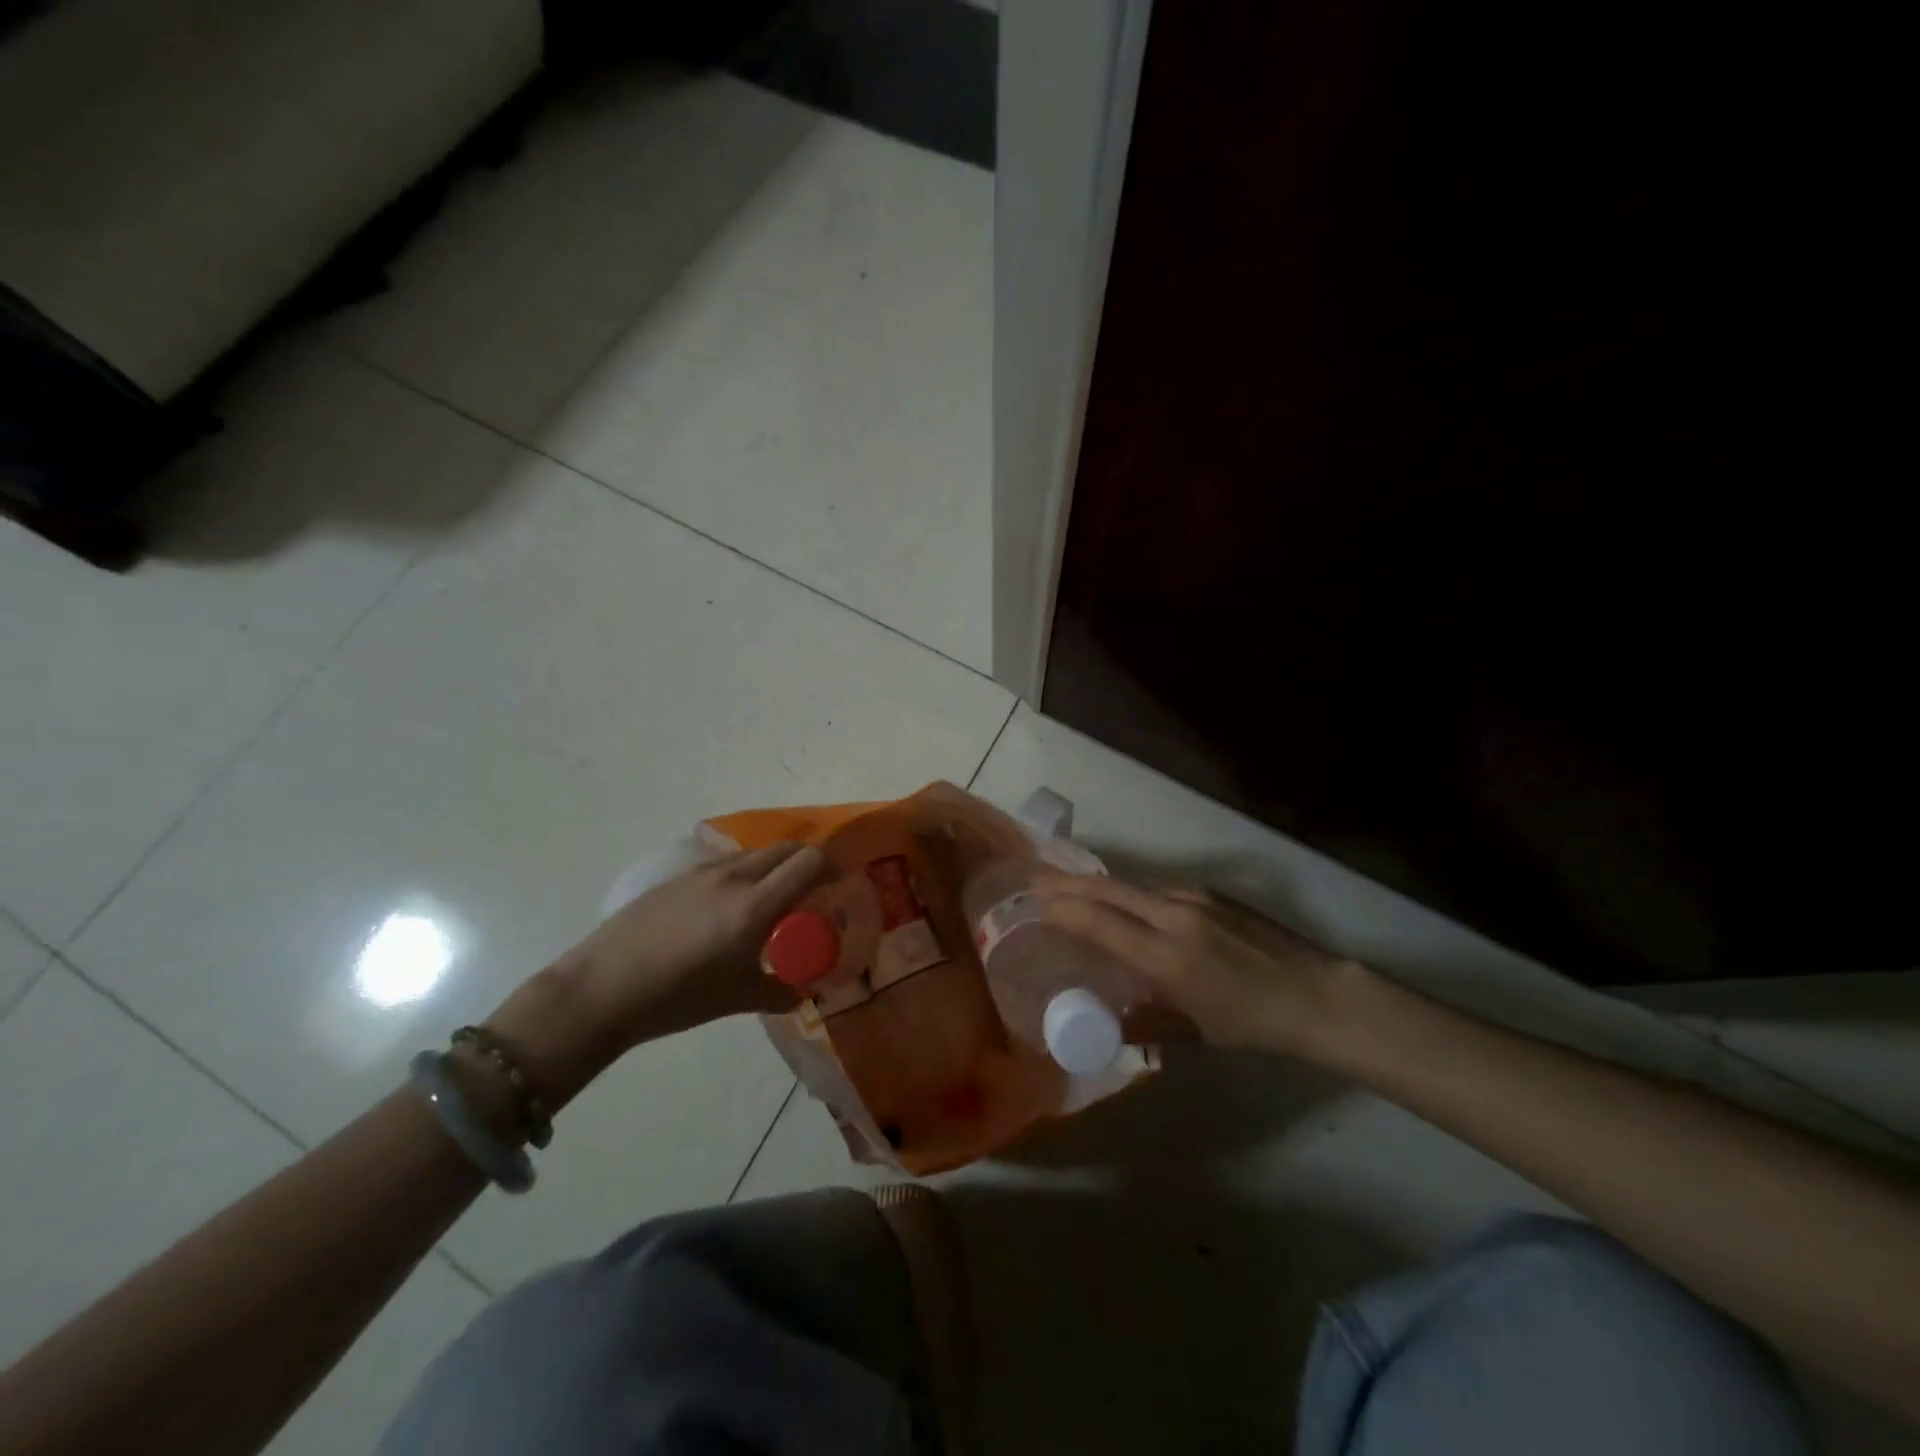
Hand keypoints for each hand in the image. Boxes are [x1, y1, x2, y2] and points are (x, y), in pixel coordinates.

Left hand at [488, 843, 826, 1105]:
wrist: (602, 988)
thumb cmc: (676, 998)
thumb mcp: (736, 999)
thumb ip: (779, 991)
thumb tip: (804, 993)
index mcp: (754, 906)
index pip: (809, 863)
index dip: (832, 867)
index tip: (841, 884)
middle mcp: (734, 878)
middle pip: (786, 849)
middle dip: (808, 862)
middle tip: (815, 891)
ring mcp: (704, 874)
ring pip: (756, 855)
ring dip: (776, 867)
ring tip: (774, 901)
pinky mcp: (680, 878)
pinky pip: (727, 865)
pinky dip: (746, 875)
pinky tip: (731, 909)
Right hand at [1037, 873, 1358, 1054]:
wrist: (1317, 993)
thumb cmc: (1254, 1022)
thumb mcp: (1196, 1032)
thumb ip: (1147, 1023)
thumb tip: (1110, 1023)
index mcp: (1168, 957)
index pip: (1101, 922)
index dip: (1062, 909)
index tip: (1033, 904)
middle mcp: (1175, 916)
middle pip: (1108, 889)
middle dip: (1067, 884)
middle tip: (1035, 883)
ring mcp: (1195, 897)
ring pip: (1132, 885)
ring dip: (1097, 886)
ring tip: (1071, 891)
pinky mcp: (1210, 892)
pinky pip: (1158, 890)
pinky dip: (1130, 895)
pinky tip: (1126, 906)